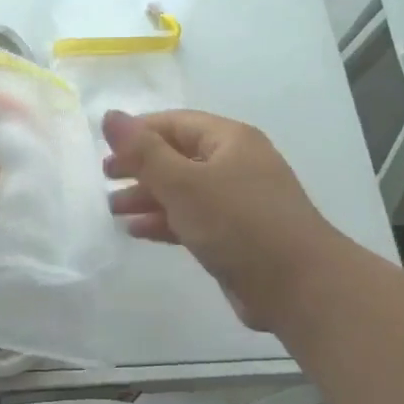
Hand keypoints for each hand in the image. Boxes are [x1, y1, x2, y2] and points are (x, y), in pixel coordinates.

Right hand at [102, 109, 334, 331]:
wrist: (299, 287)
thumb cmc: (239, 223)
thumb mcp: (184, 183)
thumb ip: (143, 152)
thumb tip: (110, 116)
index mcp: (229, 140)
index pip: (174, 123)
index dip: (137, 133)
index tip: (104, 150)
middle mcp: (235, 164)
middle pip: (177, 156)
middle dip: (140, 167)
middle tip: (106, 180)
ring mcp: (237, 200)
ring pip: (183, 190)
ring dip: (148, 197)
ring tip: (113, 209)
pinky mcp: (235, 234)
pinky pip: (192, 218)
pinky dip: (165, 221)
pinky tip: (137, 231)